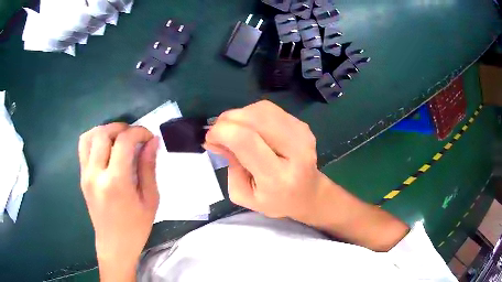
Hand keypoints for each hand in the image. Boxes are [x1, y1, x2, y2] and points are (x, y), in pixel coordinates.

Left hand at [78, 123, 158, 280]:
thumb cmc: (136, 228)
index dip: (139, 132)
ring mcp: (85, 175)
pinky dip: (95, 139)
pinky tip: (106, 148)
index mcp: (115, 182)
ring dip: (105, 131)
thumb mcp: (150, 200)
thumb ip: (148, 168)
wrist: (114, 246)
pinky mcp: (82, 177)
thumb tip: (152, 142)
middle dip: (121, 127)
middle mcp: (96, 174)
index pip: (124, 141)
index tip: (149, 137)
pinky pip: (83, 148)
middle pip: (103, 133)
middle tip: (134, 136)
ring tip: (118, 138)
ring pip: (89, 137)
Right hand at [204, 100, 321, 221]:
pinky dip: (252, 115)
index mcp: (278, 177)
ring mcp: (302, 134)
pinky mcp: (302, 125)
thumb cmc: (275, 201)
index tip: (210, 138)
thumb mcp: (243, 194)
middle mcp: (295, 151)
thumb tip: (217, 138)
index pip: (246, 140)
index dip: (222, 132)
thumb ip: (229, 166)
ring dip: (240, 115)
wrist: (308, 194)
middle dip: (228, 119)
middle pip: (255, 118)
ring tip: (233, 130)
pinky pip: (269, 110)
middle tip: (218, 132)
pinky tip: (250, 129)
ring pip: (262, 109)